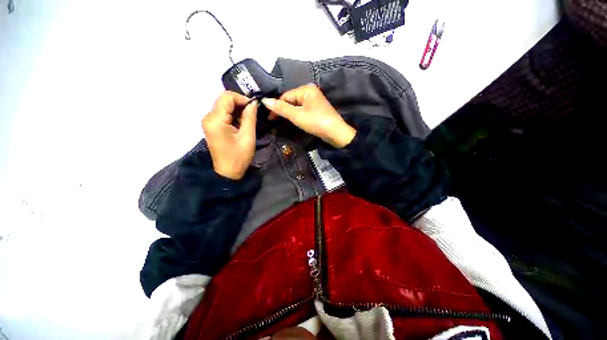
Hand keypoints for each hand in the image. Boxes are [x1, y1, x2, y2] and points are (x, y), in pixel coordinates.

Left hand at [203, 91, 257, 179]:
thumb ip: (250, 117)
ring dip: (237, 110)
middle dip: (240, 104)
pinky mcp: (211, 126)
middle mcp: (208, 117)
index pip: (227, 97)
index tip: (254, 107)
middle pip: (224, 100)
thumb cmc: (239, 157)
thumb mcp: (248, 137)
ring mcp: (209, 121)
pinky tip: (241, 123)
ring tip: (248, 120)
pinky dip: (233, 115)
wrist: (228, 172)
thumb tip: (253, 103)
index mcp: (215, 120)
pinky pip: (223, 113)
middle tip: (253, 114)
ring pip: (224, 106)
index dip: (242, 98)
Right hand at [261, 84, 355, 147]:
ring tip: (282, 122)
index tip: (270, 118)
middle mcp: (310, 92)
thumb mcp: (297, 116)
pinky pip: (302, 110)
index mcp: (306, 89)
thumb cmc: (316, 122)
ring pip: (296, 106)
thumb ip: (281, 108)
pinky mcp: (316, 109)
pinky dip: (297, 115)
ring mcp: (314, 101)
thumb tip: (264, 100)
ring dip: (289, 114)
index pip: (286, 96)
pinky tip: (293, 121)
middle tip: (274, 121)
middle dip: (283, 110)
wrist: (335, 133)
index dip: (277, 106)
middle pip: (291, 100)